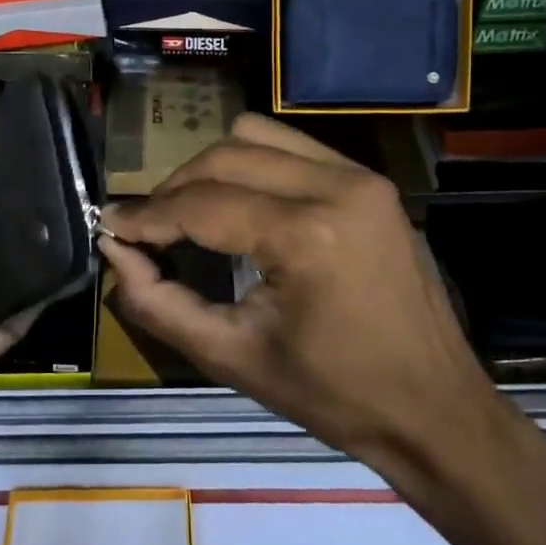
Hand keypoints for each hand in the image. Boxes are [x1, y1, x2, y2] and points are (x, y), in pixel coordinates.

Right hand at [101, 114, 507, 488]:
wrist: (436, 409)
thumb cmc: (335, 397)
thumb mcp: (233, 358)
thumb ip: (159, 303)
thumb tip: (116, 251)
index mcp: (306, 237)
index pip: (201, 204)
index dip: (147, 214)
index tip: (109, 225)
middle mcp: (336, 186)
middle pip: (224, 155)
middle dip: (175, 188)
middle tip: (150, 229)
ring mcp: (360, 176)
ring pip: (256, 135)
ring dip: (213, 168)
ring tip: (194, 213)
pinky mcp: (370, 180)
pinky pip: (291, 146)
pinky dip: (254, 165)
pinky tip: (242, 204)